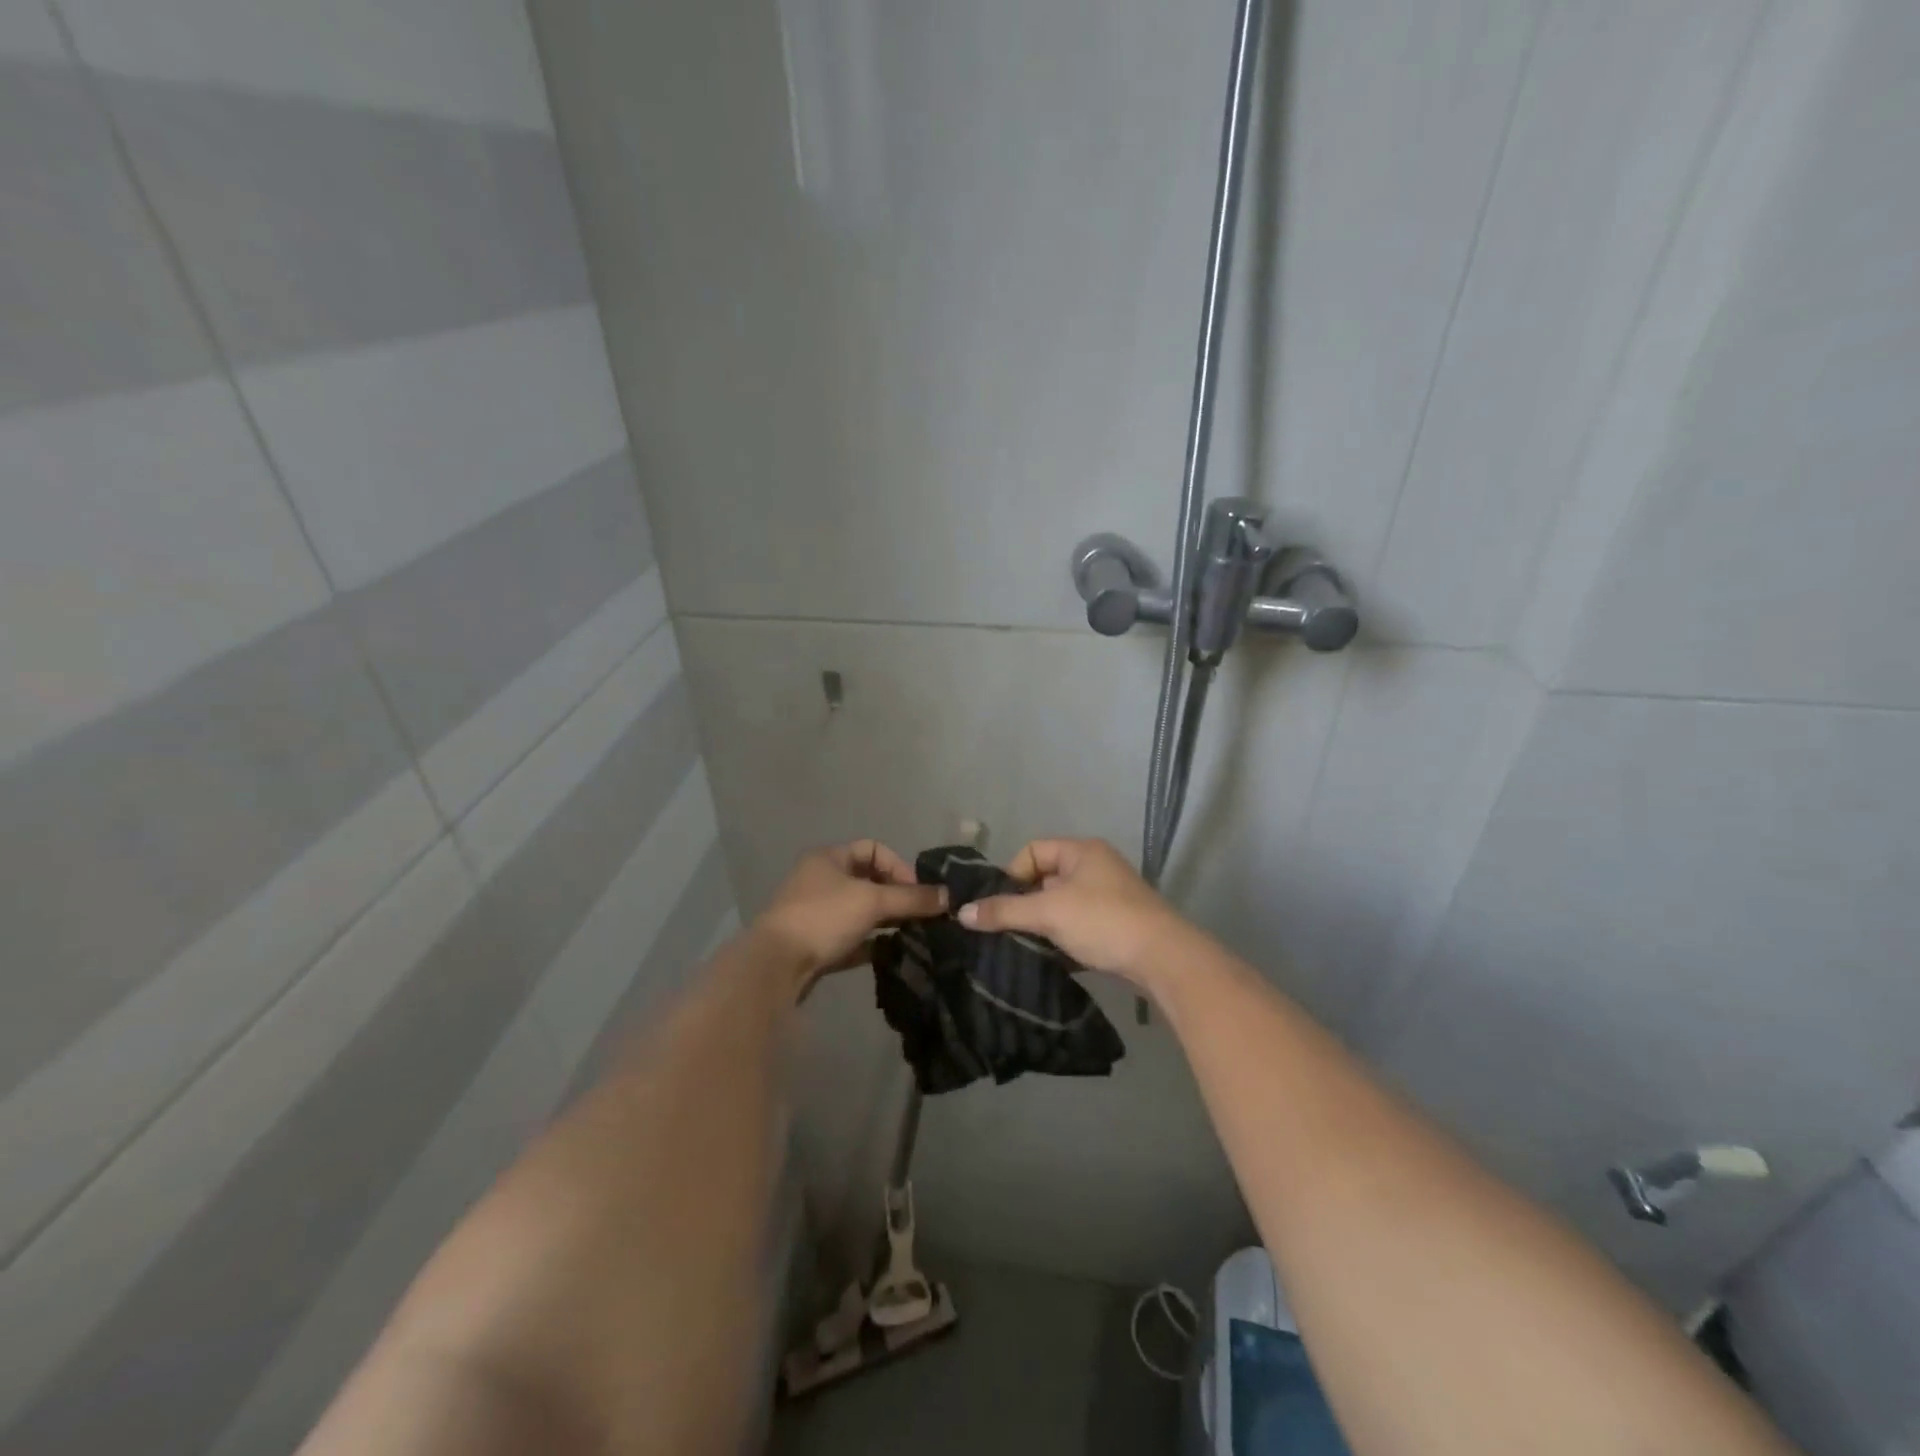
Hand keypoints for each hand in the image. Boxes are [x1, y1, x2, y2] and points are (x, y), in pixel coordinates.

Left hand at [751, 841, 946, 988]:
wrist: (775, 966)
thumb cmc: (823, 918)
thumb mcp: (873, 902)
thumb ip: (912, 898)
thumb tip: (949, 896)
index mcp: (829, 858)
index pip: (874, 849)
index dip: (899, 867)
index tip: (917, 892)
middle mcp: (820, 880)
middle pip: (868, 881)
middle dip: (897, 896)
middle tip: (921, 916)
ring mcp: (816, 913)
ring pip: (860, 911)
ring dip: (886, 921)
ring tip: (912, 935)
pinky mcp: (815, 944)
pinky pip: (851, 939)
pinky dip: (872, 944)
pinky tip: (892, 955)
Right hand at [956, 838, 1193, 990]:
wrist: (1163, 958)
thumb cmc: (1103, 921)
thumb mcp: (1048, 913)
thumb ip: (1004, 911)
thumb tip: (962, 912)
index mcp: (1081, 850)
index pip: (1031, 851)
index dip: (1011, 875)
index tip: (1000, 905)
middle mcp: (1096, 865)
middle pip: (1045, 877)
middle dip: (1025, 901)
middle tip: (1009, 927)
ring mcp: (1110, 894)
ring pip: (1062, 902)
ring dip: (1044, 921)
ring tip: (1029, 943)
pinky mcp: (1117, 922)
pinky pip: (1079, 922)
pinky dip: (1063, 935)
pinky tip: (1054, 955)